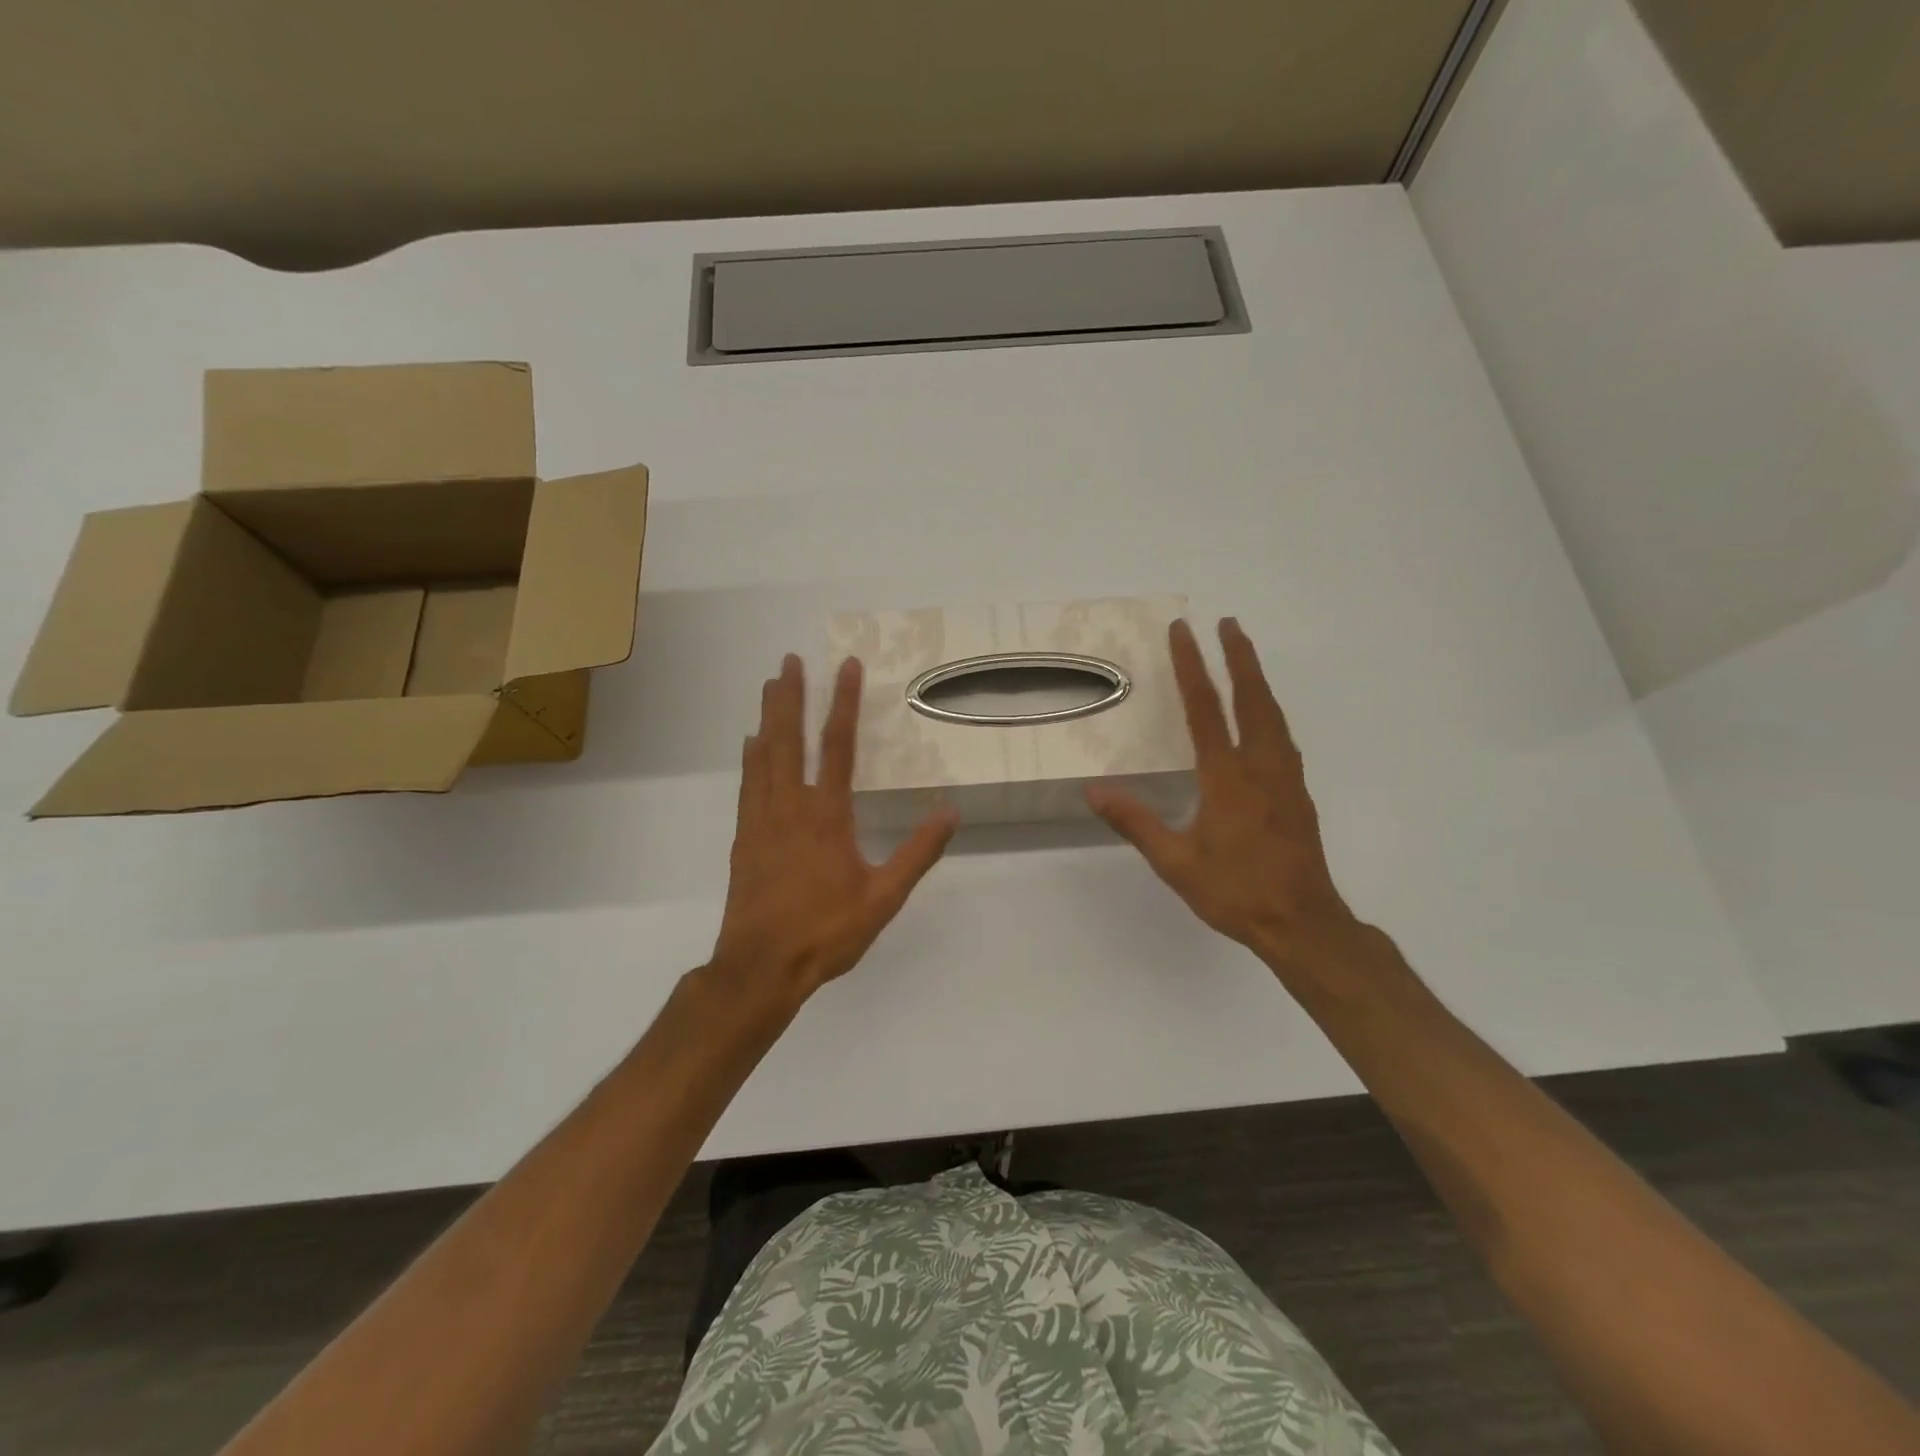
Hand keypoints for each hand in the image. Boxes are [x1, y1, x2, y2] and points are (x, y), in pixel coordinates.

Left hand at [710, 654, 958, 999]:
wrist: (761, 967)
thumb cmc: (827, 931)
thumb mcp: (884, 897)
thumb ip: (918, 852)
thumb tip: (951, 811)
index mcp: (827, 815)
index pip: (837, 745)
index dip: (843, 702)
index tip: (846, 666)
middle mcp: (790, 806)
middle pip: (789, 739)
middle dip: (791, 696)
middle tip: (790, 659)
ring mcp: (762, 820)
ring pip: (763, 755)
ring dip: (768, 717)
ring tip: (770, 685)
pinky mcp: (744, 838)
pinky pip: (748, 784)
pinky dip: (750, 756)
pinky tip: (750, 744)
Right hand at [1086, 619, 1361, 972]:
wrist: (1303, 924)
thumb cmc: (1236, 892)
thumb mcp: (1176, 863)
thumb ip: (1136, 822)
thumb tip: (1094, 790)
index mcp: (1228, 778)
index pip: (1206, 710)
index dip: (1192, 668)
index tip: (1184, 632)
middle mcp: (1261, 768)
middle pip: (1253, 699)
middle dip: (1239, 657)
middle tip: (1228, 622)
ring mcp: (1286, 779)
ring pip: (1274, 715)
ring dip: (1258, 680)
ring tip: (1245, 655)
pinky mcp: (1298, 794)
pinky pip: (1283, 737)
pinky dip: (1270, 710)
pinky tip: (1265, 717)